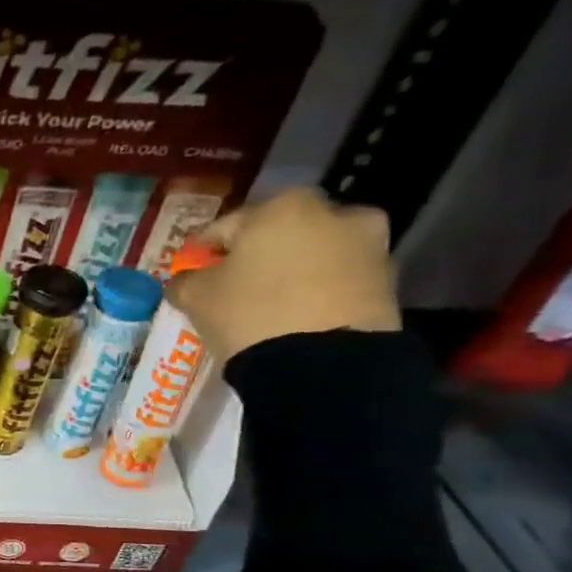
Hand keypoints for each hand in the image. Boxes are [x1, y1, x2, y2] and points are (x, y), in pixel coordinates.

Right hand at [166, 187, 400, 362]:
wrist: (323, 364)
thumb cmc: (250, 313)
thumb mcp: (196, 297)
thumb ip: (184, 281)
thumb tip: (185, 279)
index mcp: (282, 207)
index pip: (226, 226)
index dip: (203, 250)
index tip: (191, 270)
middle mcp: (333, 213)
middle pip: (279, 234)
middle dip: (257, 254)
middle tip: (235, 284)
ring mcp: (367, 246)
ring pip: (314, 254)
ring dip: (293, 269)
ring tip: (271, 302)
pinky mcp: (387, 281)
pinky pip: (338, 279)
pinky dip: (319, 290)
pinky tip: (299, 315)